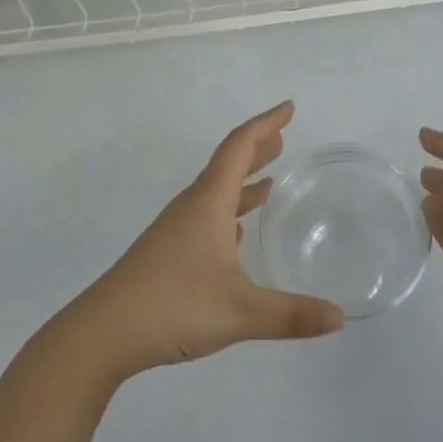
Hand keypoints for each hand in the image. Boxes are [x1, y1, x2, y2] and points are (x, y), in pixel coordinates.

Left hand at [68, 101, 343, 378]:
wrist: (102, 333)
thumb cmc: (172, 305)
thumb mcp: (240, 311)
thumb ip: (291, 314)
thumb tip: (340, 319)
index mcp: (208, 202)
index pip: (239, 147)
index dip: (265, 124)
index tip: (288, 108)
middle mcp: (191, 207)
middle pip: (227, 164)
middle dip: (256, 148)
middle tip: (282, 138)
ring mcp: (176, 230)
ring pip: (215, 193)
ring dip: (242, 181)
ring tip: (268, 181)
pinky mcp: (167, 253)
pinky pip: (205, 218)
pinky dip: (228, 213)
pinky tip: (237, 234)